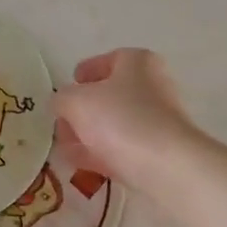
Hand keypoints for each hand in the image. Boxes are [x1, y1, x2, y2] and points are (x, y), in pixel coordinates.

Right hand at [52, 49, 200, 196]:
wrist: (165, 165)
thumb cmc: (120, 119)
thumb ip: (62, 98)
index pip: (106, 61)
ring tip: (66, 148)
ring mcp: (158, 120)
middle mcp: (152, 86)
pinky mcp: (159, 150)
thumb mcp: (76, 102)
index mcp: (137, 62)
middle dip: (82, 111)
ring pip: (115, 123)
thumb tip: (61, 103)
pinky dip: (103, 153)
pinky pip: (124, 147)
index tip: (66, 90)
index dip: (83, 74)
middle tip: (62, 125)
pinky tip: (82, 164)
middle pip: (109, 95)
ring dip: (89, 134)